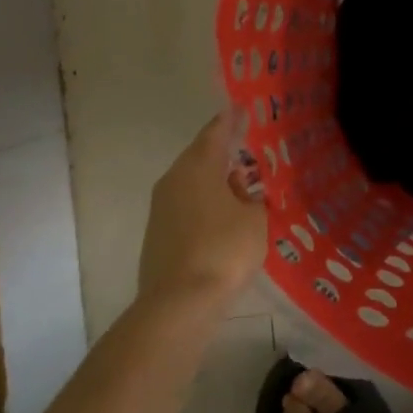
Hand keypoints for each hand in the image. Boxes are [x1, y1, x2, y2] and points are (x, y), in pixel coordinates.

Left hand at [138, 112, 266, 306]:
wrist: (179, 304)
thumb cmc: (224, 250)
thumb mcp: (255, 218)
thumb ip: (251, 196)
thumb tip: (238, 188)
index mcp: (198, 166)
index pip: (215, 131)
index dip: (231, 120)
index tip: (243, 108)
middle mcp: (174, 179)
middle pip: (200, 156)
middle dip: (223, 151)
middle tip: (248, 146)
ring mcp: (161, 208)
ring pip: (192, 182)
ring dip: (214, 180)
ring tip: (241, 182)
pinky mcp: (158, 234)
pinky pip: (187, 205)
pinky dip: (205, 203)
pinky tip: (224, 215)